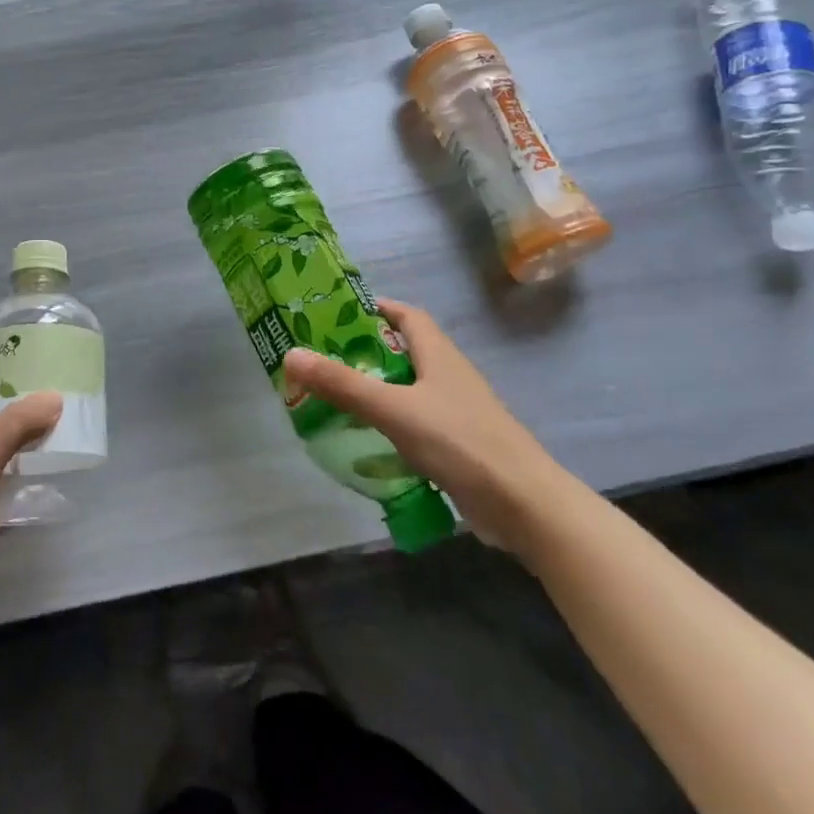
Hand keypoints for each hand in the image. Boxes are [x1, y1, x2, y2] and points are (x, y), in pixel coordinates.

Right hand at [281, 299, 566, 557]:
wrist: (522, 504)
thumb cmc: (458, 441)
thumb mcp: (393, 409)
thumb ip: (343, 384)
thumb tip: (291, 354)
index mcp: (438, 353)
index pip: (406, 315)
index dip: (375, 309)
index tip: (336, 316)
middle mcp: (448, 375)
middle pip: (404, 351)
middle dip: (366, 353)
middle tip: (323, 361)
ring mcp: (456, 411)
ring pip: (409, 390)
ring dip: (377, 390)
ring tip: (334, 399)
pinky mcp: (458, 445)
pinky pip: (416, 424)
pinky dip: (391, 425)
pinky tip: (366, 442)